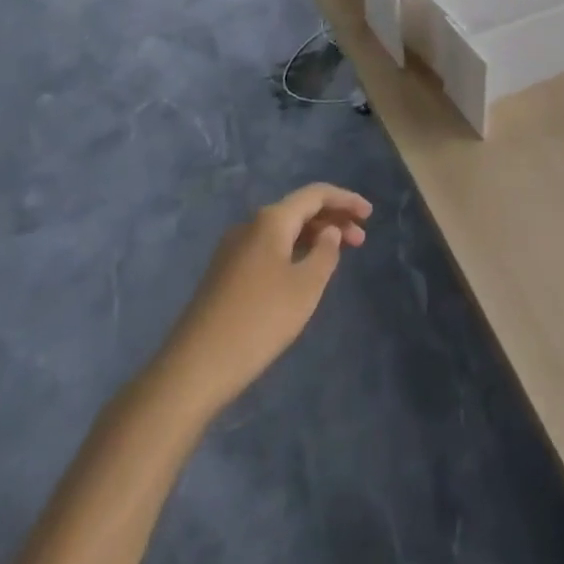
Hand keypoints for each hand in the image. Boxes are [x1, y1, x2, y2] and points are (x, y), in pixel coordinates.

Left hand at [163, 183, 370, 413]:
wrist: (194, 368)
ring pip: (282, 230)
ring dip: (313, 236)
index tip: (370, 214)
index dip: (345, 199)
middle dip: (332, 219)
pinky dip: (293, 251)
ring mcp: (233, 249)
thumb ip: (325, 253)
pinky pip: (268, 248)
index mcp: (270, 220)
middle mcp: (249, 225)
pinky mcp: (224, 273)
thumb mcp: (306, 287)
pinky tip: (303, 273)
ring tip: (337, 256)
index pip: (315, 194)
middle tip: (360, 239)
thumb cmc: (259, 321)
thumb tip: (328, 233)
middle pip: (298, 210)